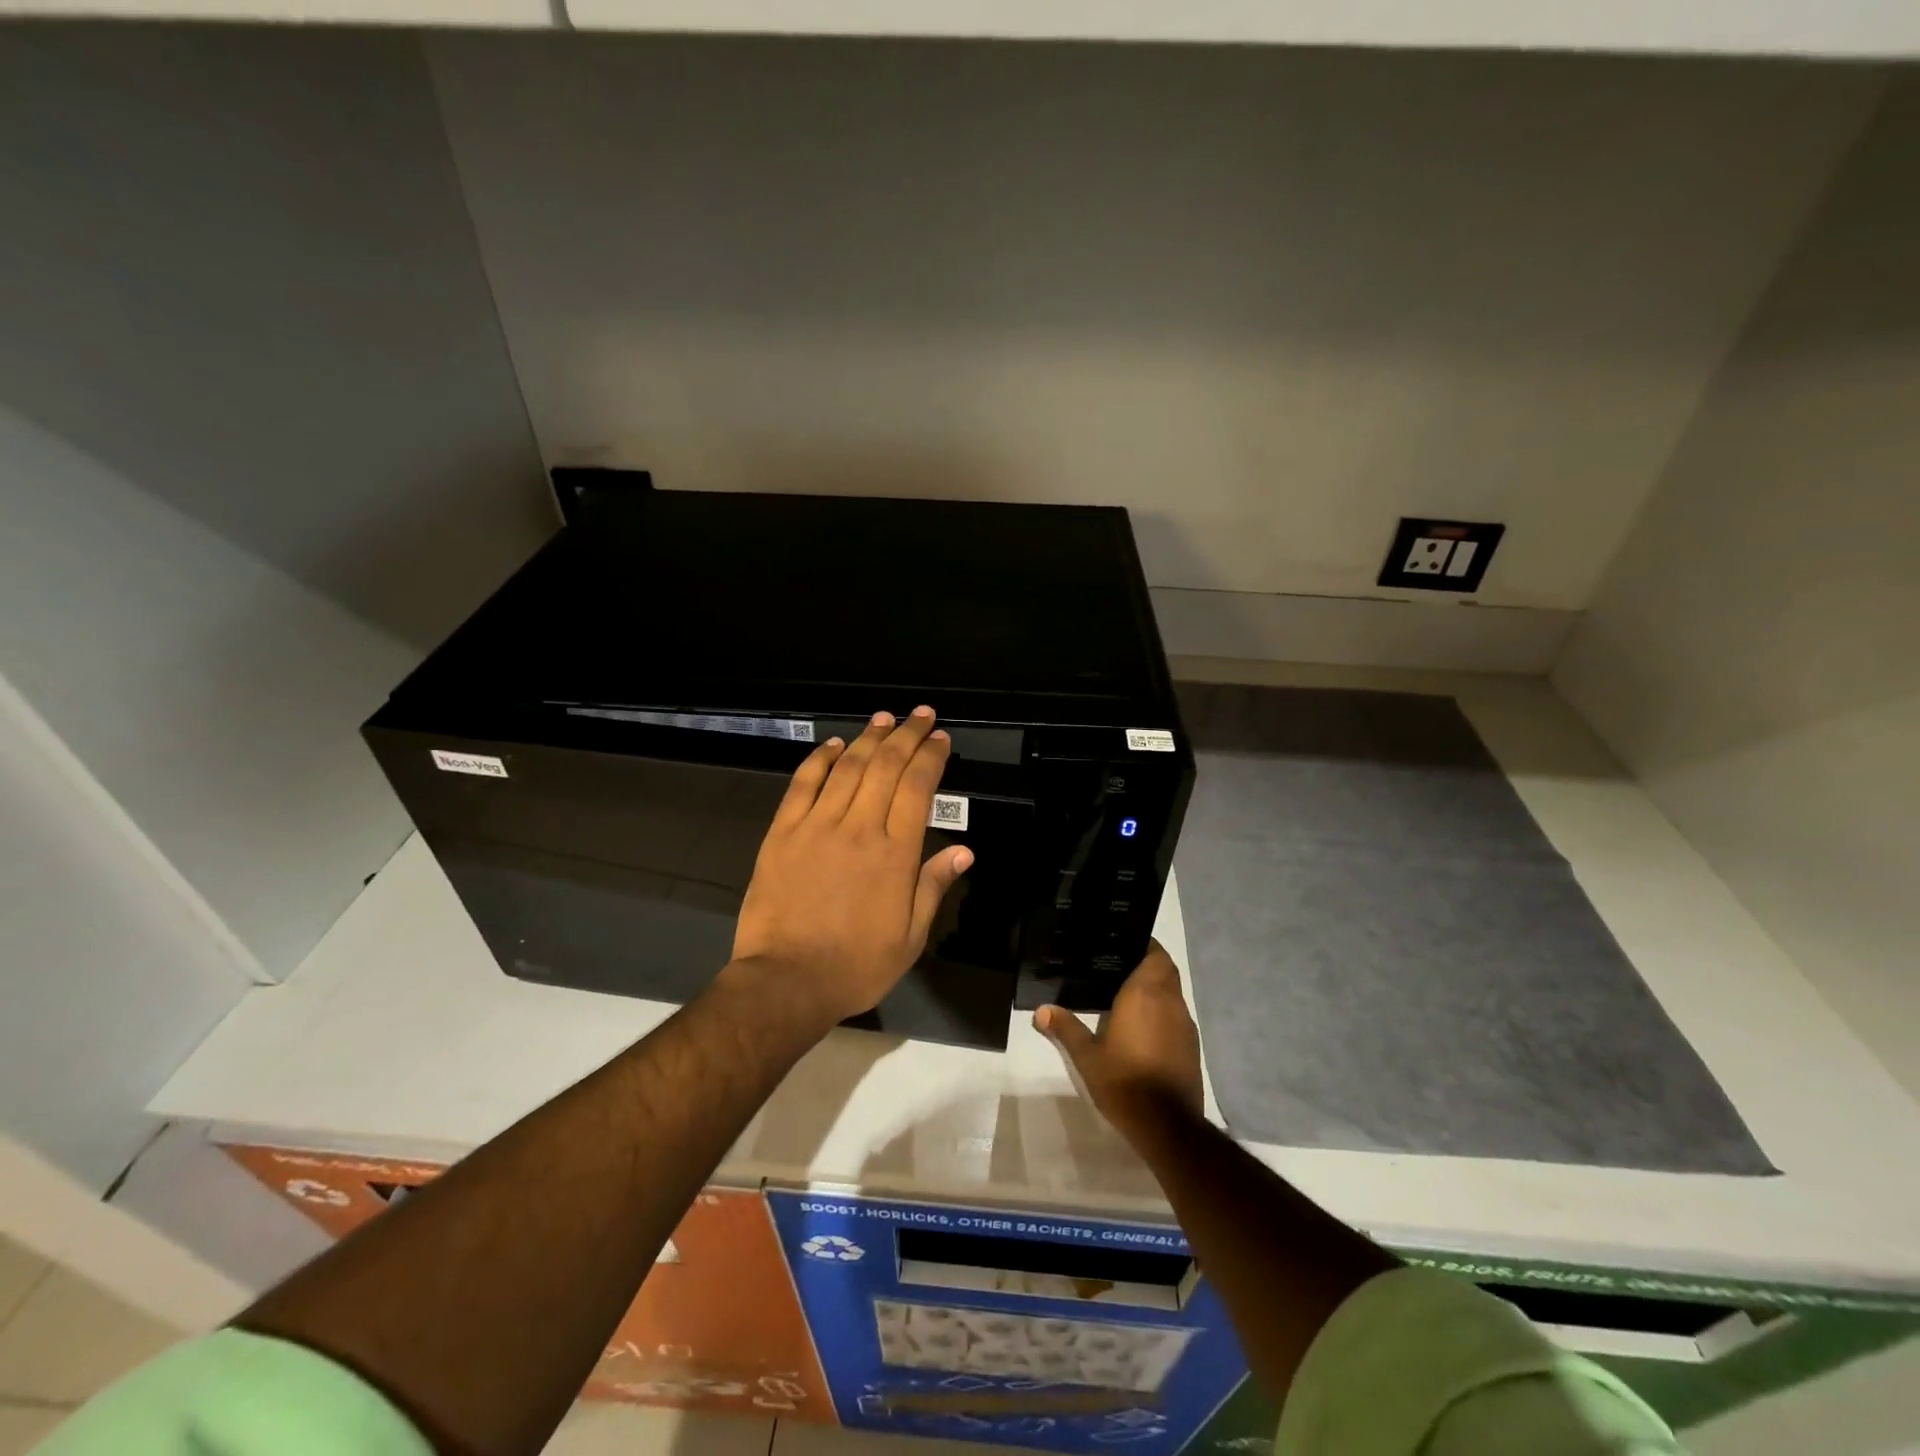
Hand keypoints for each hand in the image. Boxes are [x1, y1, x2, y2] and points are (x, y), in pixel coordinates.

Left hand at [730, 707, 973, 1027]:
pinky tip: (834, 745)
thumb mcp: (910, 937)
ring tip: (884, 718)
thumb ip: (933, 886)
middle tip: (921, 715)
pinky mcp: (783, 832)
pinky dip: (820, 759)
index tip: (941, 739)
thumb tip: (963, 850)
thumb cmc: (856, 965)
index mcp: (895, 853)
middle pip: (886, 766)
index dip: (931, 757)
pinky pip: (804, 784)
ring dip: (869, 737)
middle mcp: (859, 827)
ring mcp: (817, 826)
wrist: (786, 981)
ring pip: (848, 767)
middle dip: (907, 734)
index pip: (918, 787)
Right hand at [1035, 940, 1203, 1133]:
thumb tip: (1041, 1011)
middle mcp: (1170, 1002)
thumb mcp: (1087, 1057)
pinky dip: (1164, 1012)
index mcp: (1146, 994)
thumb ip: (1066, 1029)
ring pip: (1174, 993)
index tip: (1123, 944)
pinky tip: (1143, 1027)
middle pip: (1165, 970)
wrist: (1167, 1125)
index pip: (1154, 954)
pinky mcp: (1192, 1047)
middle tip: (1119, 967)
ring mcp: (1185, 1025)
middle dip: (1148, 964)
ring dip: (1157, 989)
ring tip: (1127, 995)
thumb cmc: (1124, 1081)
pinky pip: (1178, 1016)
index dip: (1144, 945)